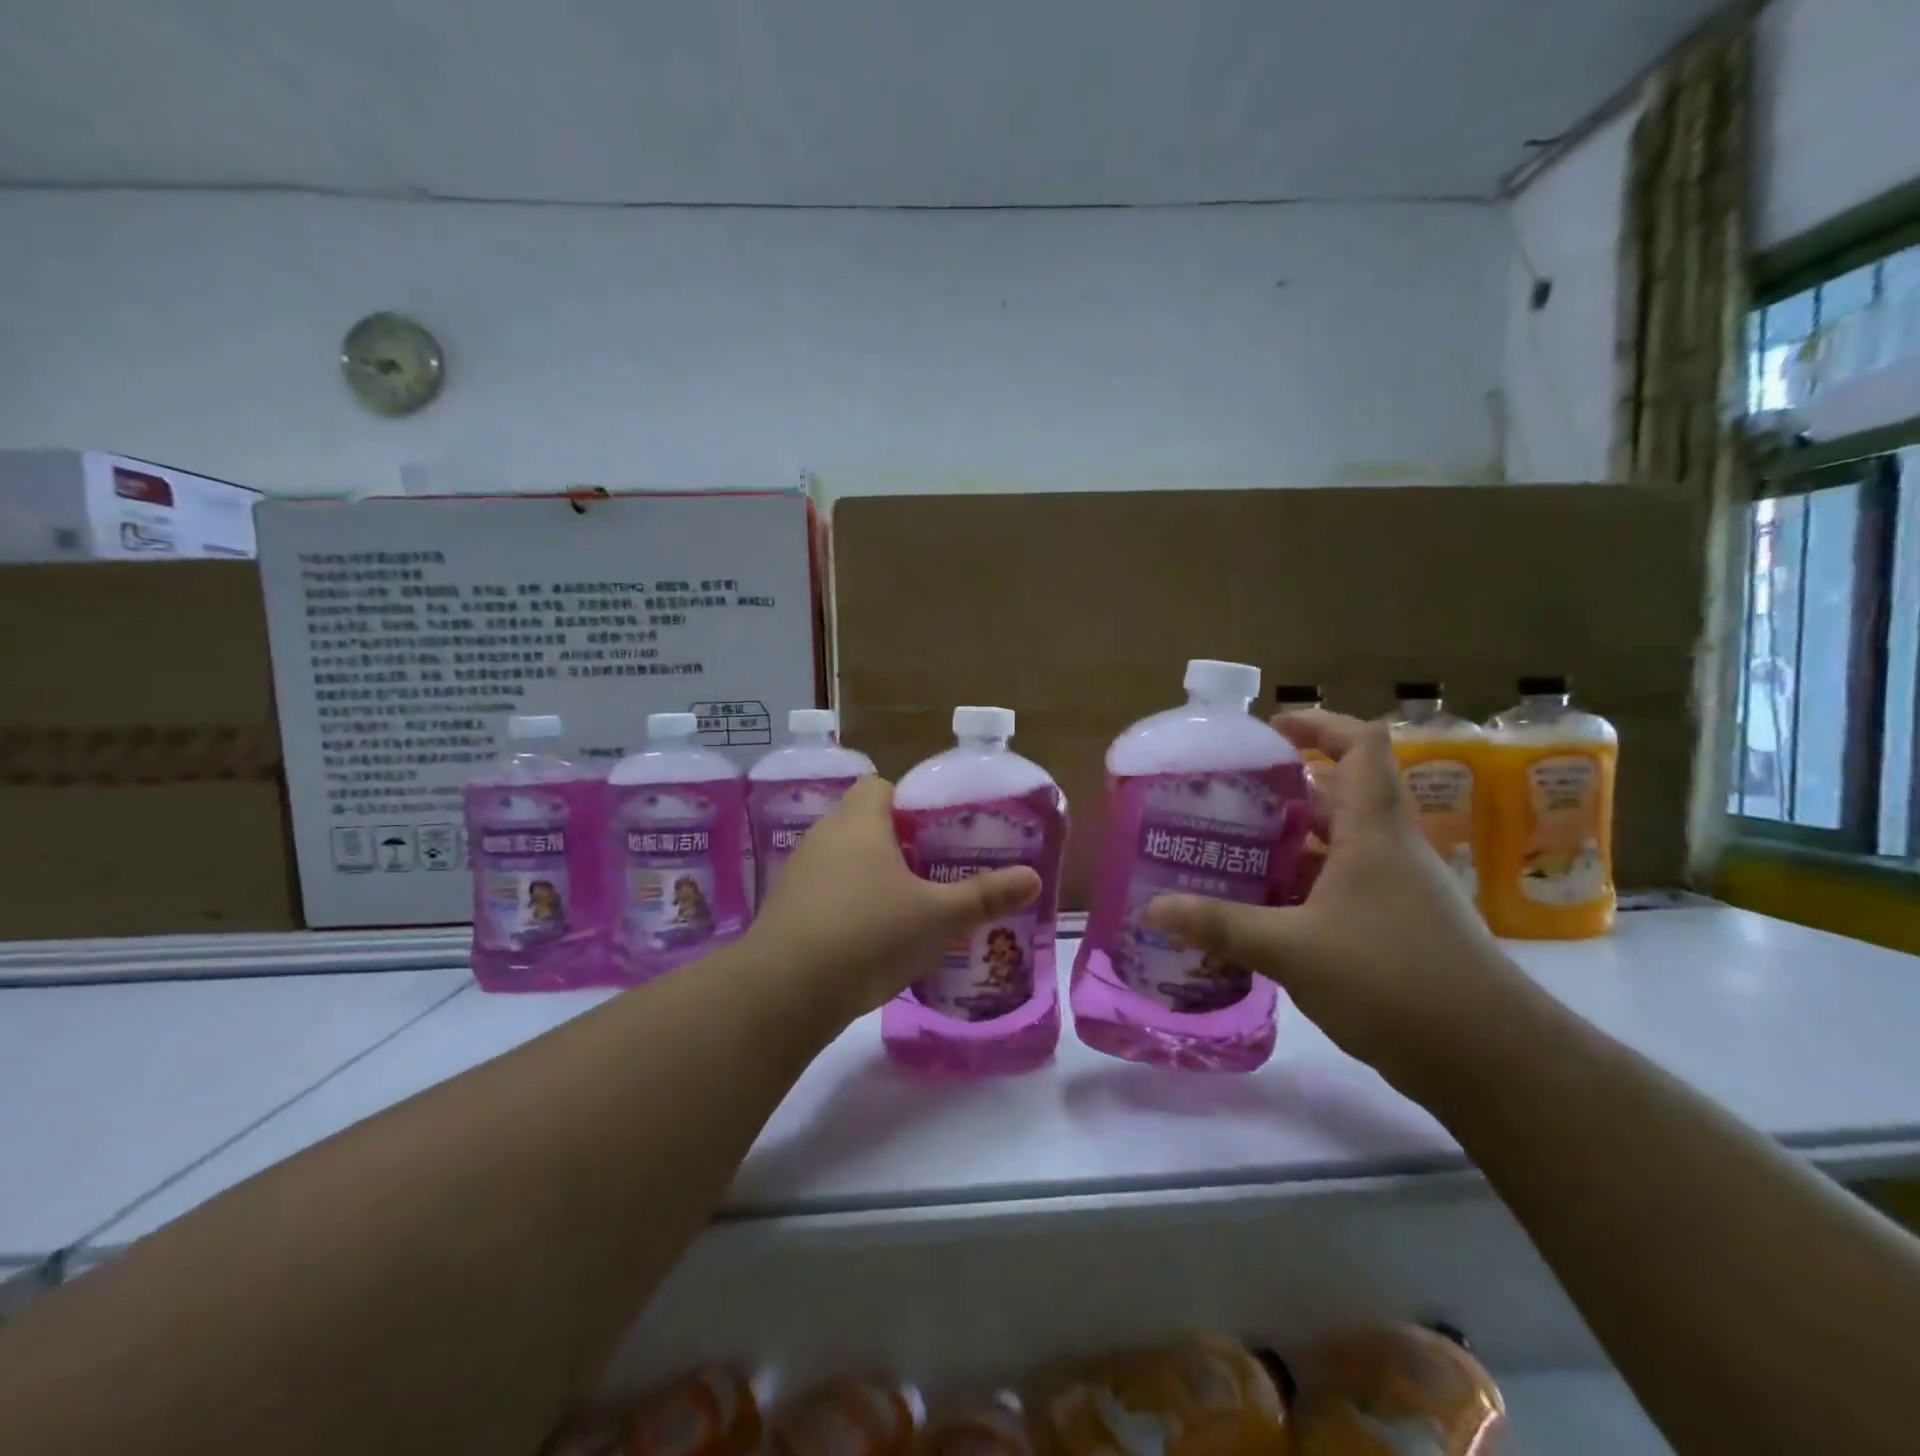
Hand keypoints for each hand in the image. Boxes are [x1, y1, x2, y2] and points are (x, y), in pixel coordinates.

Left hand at [746, 776, 1041, 1019]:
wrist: (785, 992)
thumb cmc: (869, 935)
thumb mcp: (938, 917)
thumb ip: (985, 896)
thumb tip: (1033, 878)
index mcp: (859, 823)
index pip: (879, 785)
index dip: (909, 801)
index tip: (935, 830)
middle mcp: (823, 837)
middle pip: (862, 823)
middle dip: (895, 843)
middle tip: (931, 870)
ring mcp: (797, 874)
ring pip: (841, 861)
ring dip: (869, 876)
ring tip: (904, 906)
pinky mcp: (784, 910)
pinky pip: (823, 893)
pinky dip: (845, 905)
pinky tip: (867, 939)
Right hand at [1146, 710, 1528, 1090]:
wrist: (1489, 1059)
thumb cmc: (1392, 978)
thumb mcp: (1292, 948)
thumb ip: (1220, 926)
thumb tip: (1152, 908)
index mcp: (1373, 831)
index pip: (1360, 746)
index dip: (1318, 725)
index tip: (1269, 730)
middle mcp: (1389, 850)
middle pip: (1338, 796)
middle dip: (1283, 791)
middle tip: (1224, 800)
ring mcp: (1396, 891)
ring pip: (1337, 846)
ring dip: (1288, 844)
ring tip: (1230, 852)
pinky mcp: (1396, 929)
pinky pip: (1340, 888)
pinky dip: (1301, 888)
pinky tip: (1261, 911)